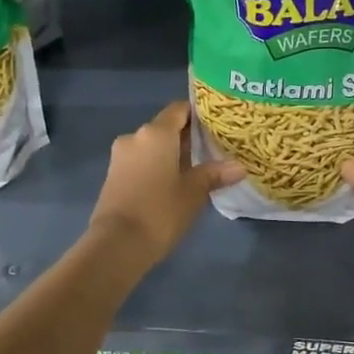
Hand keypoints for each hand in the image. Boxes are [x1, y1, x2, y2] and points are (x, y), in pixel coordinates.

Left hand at [89, 102, 243, 268]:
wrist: (117, 244)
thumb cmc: (160, 211)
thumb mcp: (193, 192)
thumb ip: (214, 174)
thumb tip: (240, 167)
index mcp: (156, 133)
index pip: (179, 109)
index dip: (198, 113)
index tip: (217, 123)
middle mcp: (135, 136)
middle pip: (165, 128)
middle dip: (187, 137)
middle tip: (213, 148)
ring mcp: (121, 156)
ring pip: (152, 146)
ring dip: (171, 153)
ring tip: (196, 167)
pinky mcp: (114, 175)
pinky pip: (141, 161)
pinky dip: (157, 166)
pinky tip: (174, 182)